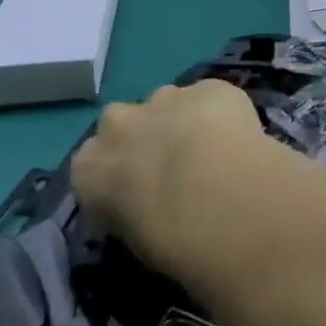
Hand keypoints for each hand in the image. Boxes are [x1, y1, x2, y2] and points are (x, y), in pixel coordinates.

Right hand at [71, 80, 277, 280]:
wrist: (226, 198)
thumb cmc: (172, 238)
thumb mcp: (134, 239)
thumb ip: (129, 207)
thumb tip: (145, 201)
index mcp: (89, 167)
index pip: (91, 166)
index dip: (117, 177)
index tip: (136, 193)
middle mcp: (119, 123)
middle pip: (123, 122)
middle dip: (143, 136)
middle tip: (173, 167)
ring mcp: (165, 97)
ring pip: (167, 102)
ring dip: (180, 120)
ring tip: (210, 152)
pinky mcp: (208, 86)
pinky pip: (208, 98)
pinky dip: (219, 113)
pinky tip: (236, 138)